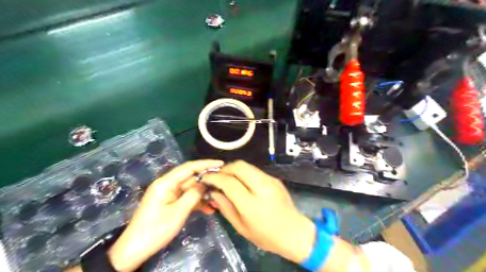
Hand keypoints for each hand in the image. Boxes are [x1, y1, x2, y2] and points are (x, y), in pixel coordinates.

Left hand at [107, 159, 222, 271]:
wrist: (134, 250)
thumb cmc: (155, 230)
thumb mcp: (178, 213)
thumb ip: (193, 195)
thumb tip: (206, 183)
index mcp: (166, 183)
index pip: (189, 167)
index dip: (206, 164)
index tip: (221, 164)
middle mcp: (168, 184)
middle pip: (191, 178)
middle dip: (207, 181)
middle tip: (224, 184)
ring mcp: (169, 194)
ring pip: (191, 189)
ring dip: (204, 194)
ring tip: (218, 200)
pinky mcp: (170, 202)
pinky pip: (186, 198)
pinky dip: (197, 202)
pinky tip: (209, 209)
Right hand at [204, 160, 316, 263]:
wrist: (294, 232)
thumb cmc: (266, 236)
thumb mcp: (241, 227)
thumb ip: (226, 208)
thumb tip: (214, 192)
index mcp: (251, 204)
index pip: (229, 182)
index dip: (214, 177)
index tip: (206, 178)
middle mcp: (262, 187)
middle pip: (239, 166)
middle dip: (225, 169)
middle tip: (217, 177)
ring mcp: (270, 181)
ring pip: (247, 166)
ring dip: (234, 169)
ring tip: (228, 178)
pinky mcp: (275, 179)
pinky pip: (255, 170)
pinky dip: (244, 173)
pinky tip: (242, 182)